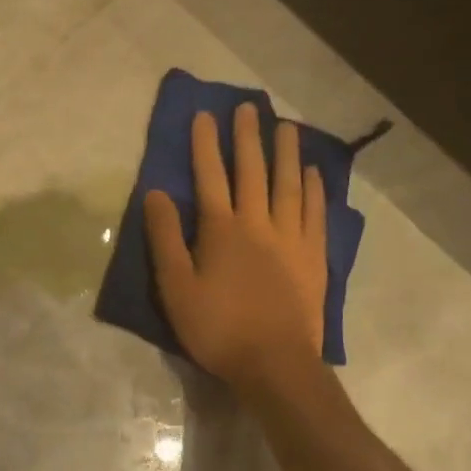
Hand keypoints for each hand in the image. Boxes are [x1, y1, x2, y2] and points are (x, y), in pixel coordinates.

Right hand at [146, 103, 328, 394]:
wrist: (275, 363)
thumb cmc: (217, 327)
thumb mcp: (176, 286)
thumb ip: (165, 238)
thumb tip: (155, 193)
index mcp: (222, 230)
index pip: (210, 177)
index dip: (205, 145)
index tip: (204, 115)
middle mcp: (259, 223)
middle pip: (253, 172)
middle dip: (248, 138)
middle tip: (249, 107)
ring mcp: (291, 238)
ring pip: (289, 185)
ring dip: (286, 153)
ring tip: (287, 126)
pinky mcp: (314, 257)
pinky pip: (315, 212)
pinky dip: (315, 189)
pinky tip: (313, 173)